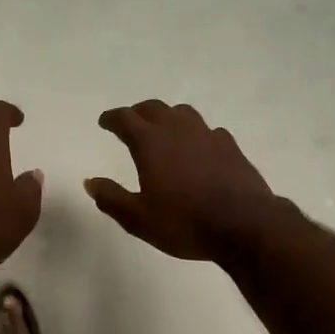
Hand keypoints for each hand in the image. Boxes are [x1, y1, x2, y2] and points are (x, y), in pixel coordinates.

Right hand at [86, 100, 281, 261]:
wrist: (244, 224)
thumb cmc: (185, 222)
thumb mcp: (139, 219)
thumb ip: (112, 198)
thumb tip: (90, 182)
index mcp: (151, 143)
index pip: (125, 119)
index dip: (112, 118)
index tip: (105, 122)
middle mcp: (178, 130)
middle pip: (154, 108)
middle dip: (138, 112)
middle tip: (130, 122)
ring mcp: (208, 135)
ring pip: (183, 113)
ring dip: (168, 116)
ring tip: (163, 129)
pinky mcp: (231, 147)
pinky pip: (208, 130)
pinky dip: (195, 134)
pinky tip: (198, 147)